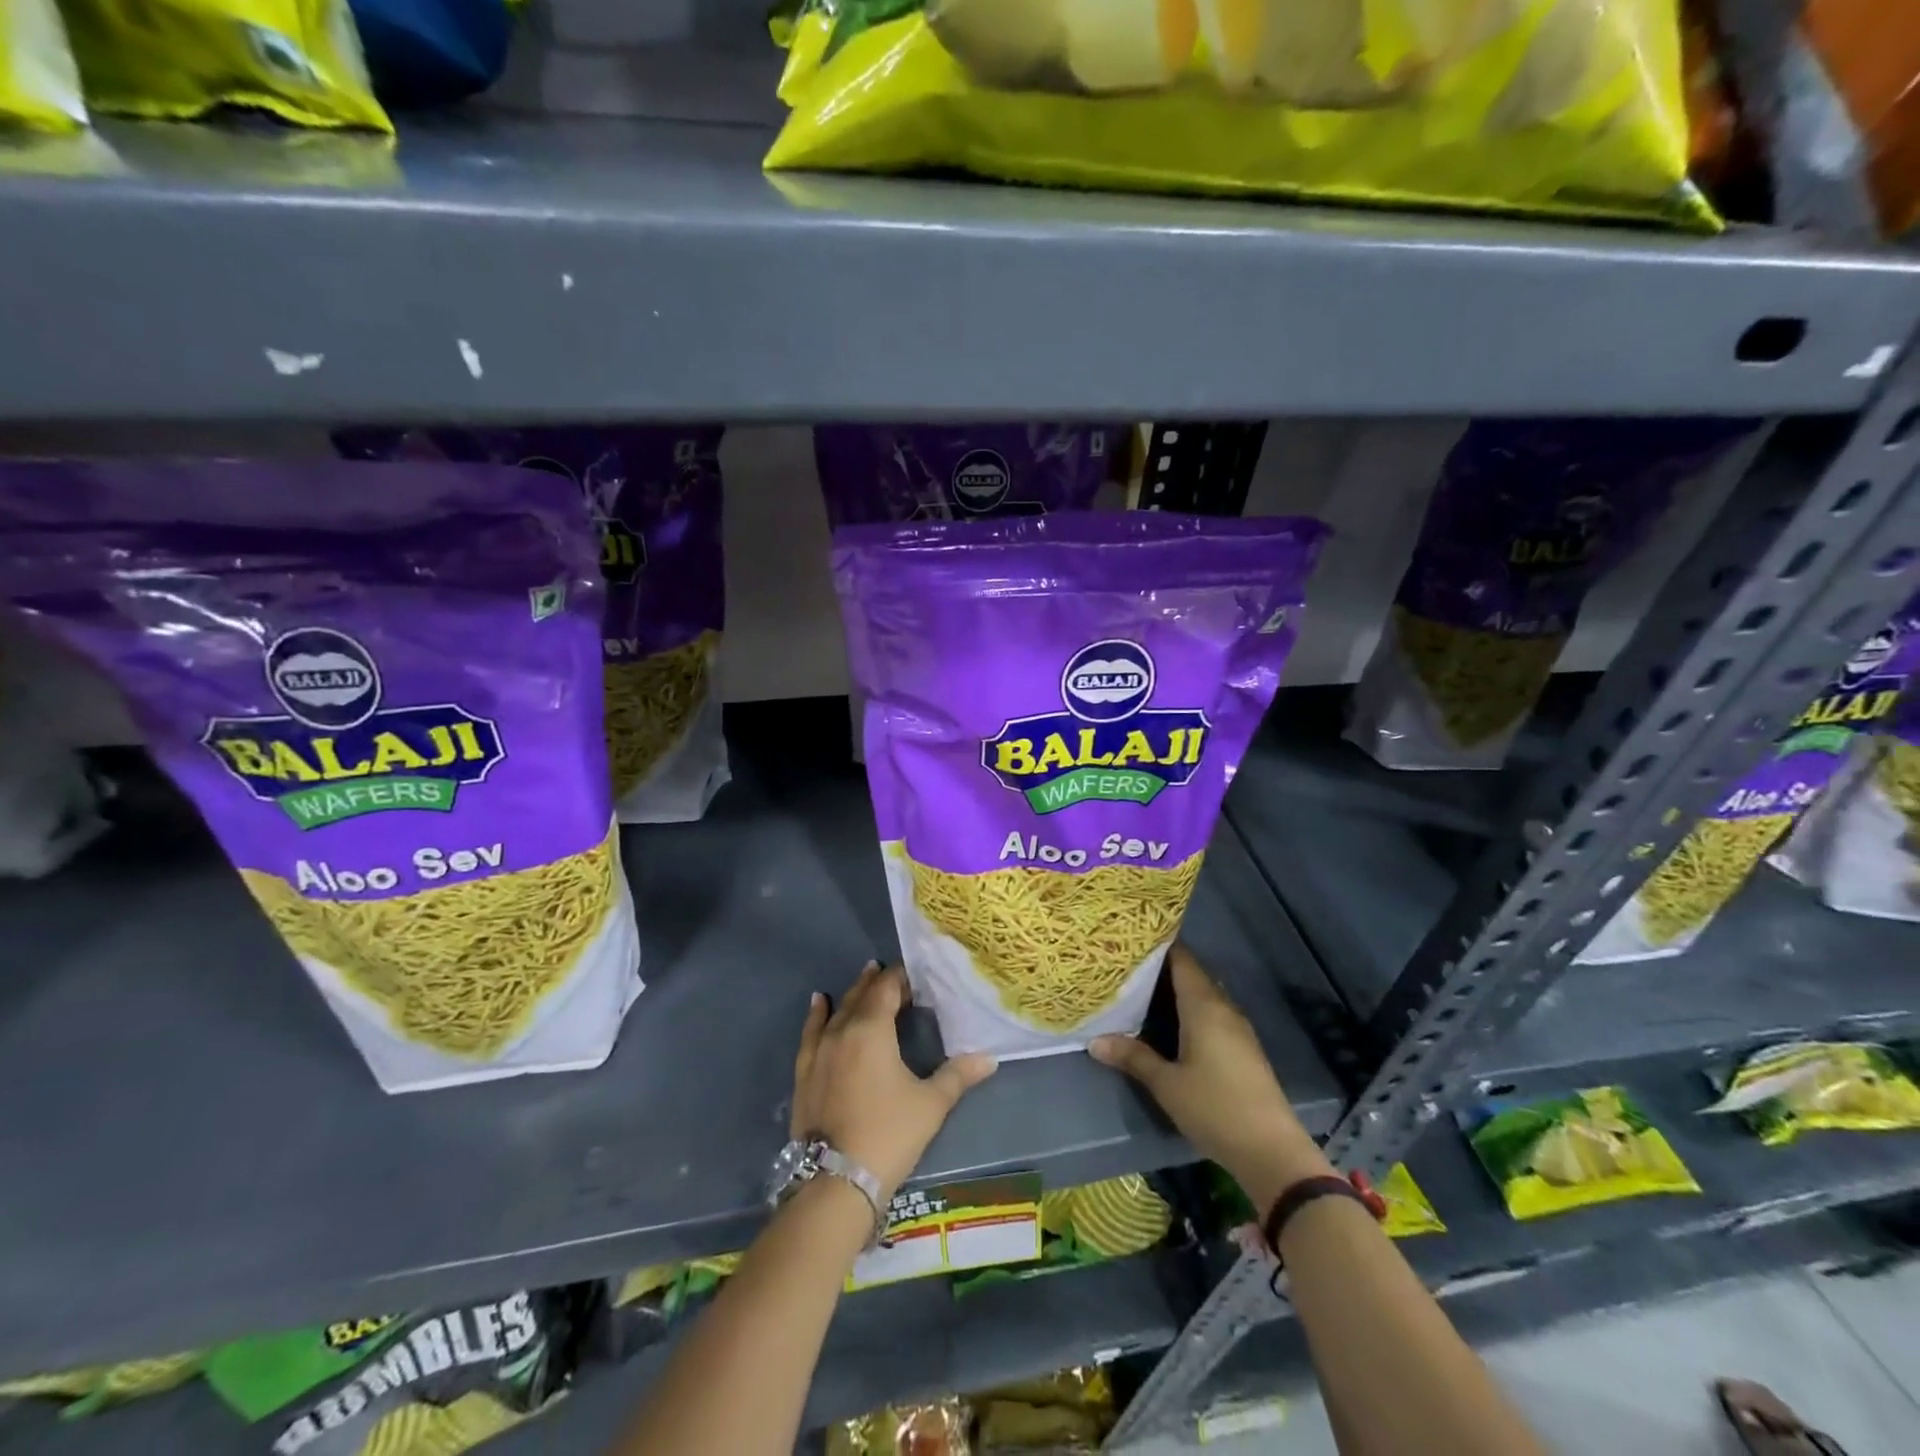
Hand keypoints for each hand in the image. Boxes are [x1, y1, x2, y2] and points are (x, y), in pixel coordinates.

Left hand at [791, 962, 997, 1204]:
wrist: (836, 1181)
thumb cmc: (889, 1134)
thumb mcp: (930, 1104)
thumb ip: (958, 1075)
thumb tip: (990, 1058)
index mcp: (872, 1029)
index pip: (886, 989)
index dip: (900, 978)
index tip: (914, 975)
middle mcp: (842, 1031)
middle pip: (861, 996)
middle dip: (877, 982)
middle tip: (893, 974)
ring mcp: (819, 1051)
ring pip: (837, 1011)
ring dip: (853, 994)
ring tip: (864, 977)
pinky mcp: (804, 1072)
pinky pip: (811, 1032)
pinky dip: (817, 1015)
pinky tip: (819, 1003)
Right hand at [1089, 945, 1331, 1210]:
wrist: (1272, 1150)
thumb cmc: (1215, 1107)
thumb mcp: (1166, 1084)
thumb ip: (1133, 1058)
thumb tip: (1095, 1041)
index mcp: (1204, 1006)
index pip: (1182, 959)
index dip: (1159, 946)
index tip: (1131, 940)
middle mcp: (1223, 1008)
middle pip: (1193, 975)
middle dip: (1163, 968)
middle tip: (1127, 965)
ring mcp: (1238, 1029)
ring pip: (1203, 996)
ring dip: (1177, 990)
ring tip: (1142, 990)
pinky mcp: (1244, 1049)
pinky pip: (1212, 1014)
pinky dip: (1191, 1010)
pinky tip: (1171, 1024)